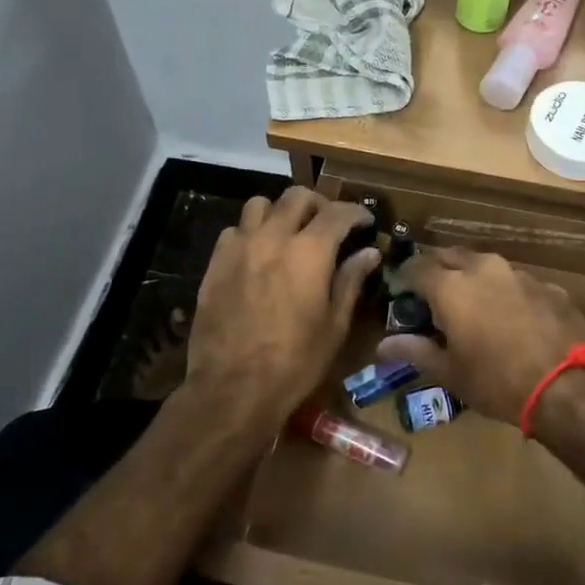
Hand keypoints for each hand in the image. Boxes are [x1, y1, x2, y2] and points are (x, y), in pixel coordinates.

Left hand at [186, 188, 378, 426]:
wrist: (232, 388)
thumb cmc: (295, 362)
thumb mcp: (334, 325)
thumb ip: (351, 280)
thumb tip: (370, 252)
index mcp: (309, 251)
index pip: (338, 212)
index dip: (356, 212)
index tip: (365, 221)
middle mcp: (273, 236)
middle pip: (297, 196)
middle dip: (318, 204)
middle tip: (328, 223)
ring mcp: (240, 246)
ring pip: (260, 204)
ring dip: (280, 212)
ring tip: (288, 232)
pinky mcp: (215, 262)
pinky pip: (235, 230)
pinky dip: (251, 232)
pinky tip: (258, 255)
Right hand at [373, 248, 584, 426]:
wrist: (571, 386)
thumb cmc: (498, 382)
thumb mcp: (450, 373)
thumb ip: (415, 351)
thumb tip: (383, 344)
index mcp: (451, 286)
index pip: (416, 267)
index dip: (404, 277)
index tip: (400, 292)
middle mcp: (483, 269)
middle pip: (451, 256)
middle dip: (438, 270)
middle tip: (433, 295)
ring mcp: (519, 274)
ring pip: (486, 266)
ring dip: (473, 279)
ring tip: (472, 305)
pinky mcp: (548, 286)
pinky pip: (516, 282)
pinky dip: (505, 293)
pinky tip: (511, 318)